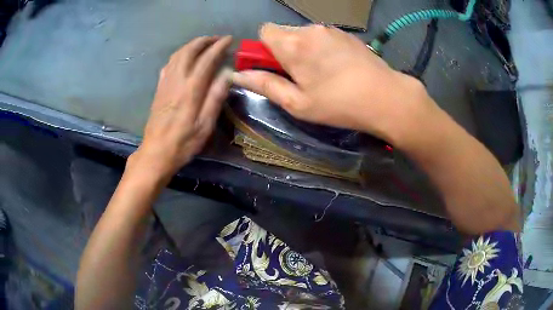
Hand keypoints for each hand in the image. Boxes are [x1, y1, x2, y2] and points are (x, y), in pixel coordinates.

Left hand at [129, 36, 232, 180]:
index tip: (229, 39)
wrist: (156, 153)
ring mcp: (165, 84)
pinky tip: (183, 58)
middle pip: (188, 51)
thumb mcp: (204, 126)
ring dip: (191, 45)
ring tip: (203, 44)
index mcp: (190, 90)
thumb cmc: (183, 143)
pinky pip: (168, 65)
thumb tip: (227, 74)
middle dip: (203, 41)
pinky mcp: (159, 89)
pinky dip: (178, 55)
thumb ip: (215, 98)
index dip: (218, 46)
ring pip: (177, 55)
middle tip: (216, 39)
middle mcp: (176, 81)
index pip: (206, 60)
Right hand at [231, 24, 437, 147]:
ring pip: (304, 34)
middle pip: (284, 32)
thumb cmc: (339, 104)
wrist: (386, 97)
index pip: (264, 31)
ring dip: (304, 49)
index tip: (275, 66)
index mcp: (293, 44)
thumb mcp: (297, 103)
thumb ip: (266, 85)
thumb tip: (240, 75)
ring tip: (323, 73)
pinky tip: (338, 67)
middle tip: (300, 75)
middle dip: (284, 50)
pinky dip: (322, 48)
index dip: (264, 48)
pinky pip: (323, 36)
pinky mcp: (346, 34)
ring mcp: (331, 30)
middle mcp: (310, 30)